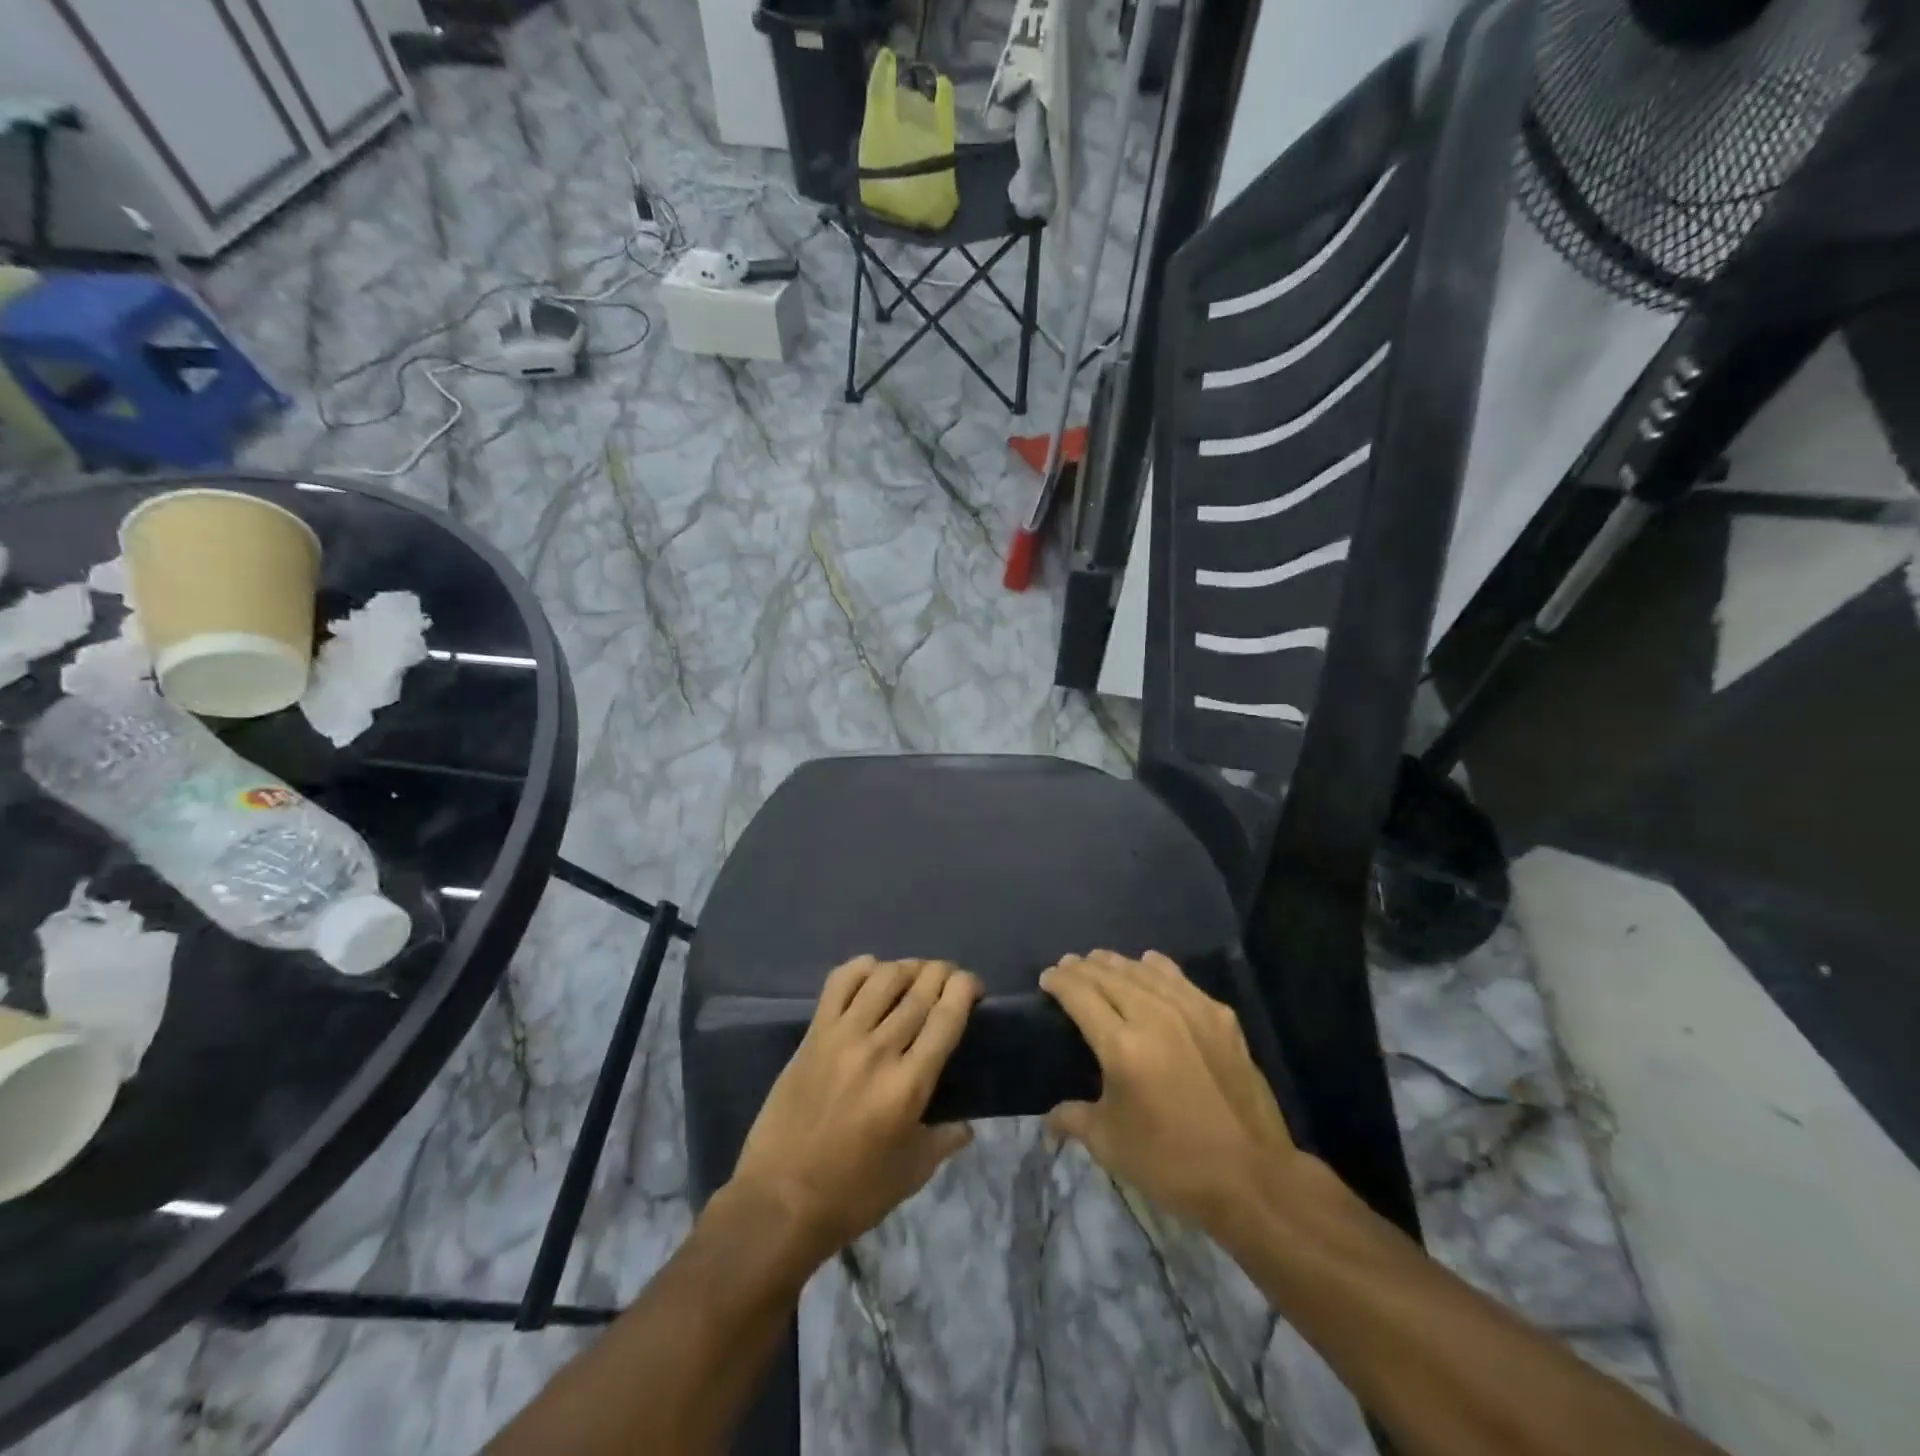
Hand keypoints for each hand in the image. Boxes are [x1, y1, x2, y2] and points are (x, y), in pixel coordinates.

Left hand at [730, 956, 981, 1266]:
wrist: (780, 1200)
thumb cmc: (852, 1193)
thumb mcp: (912, 1173)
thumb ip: (945, 1140)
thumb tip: (967, 1124)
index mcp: (909, 1085)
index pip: (946, 1016)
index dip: (965, 988)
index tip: (973, 988)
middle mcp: (879, 1050)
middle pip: (919, 989)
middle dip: (943, 973)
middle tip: (950, 979)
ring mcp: (842, 1036)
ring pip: (883, 977)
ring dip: (907, 967)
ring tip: (915, 975)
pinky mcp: (814, 1034)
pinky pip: (839, 982)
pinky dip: (861, 967)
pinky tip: (872, 972)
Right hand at [1041, 950, 1300, 1228]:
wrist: (1253, 1177)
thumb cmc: (1172, 1164)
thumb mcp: (1111, 1145)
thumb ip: (1074, 1119)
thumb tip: (1048, 1120)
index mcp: (1122, 1046)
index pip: (1080, 995)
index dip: (1059, 982)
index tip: (1047, 978)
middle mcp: (1154, 1016)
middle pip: (1110, 975)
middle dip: (1083, 967)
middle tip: (1068, 966)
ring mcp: (1191, 1011)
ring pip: (1144, 970)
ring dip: (1117, 963)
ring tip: (1100, 961)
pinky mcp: (1220, 1017)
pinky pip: (1180, 979)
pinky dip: (1157, 968)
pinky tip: (1150, 964)